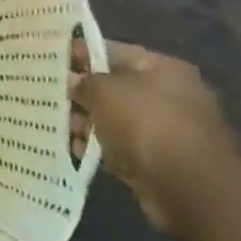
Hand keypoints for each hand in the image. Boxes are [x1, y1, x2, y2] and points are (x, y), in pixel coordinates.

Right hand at [69, 38, 237, 236]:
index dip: (82, 54)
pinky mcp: (158, 162)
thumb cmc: (147, 124)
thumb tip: (72, 81)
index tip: (51, 59)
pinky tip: (76, 150)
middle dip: (81, 93)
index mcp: (162, 68)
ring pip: (115, 120)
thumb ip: (84, 82)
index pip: (113, 51)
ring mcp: (165, 131)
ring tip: (58, 126)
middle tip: (49, 96)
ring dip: (87, 123)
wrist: (190, 189)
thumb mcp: (105, 91)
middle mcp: (167, 95)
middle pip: (114, 87)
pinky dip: (99, 149)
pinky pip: (120, 148)